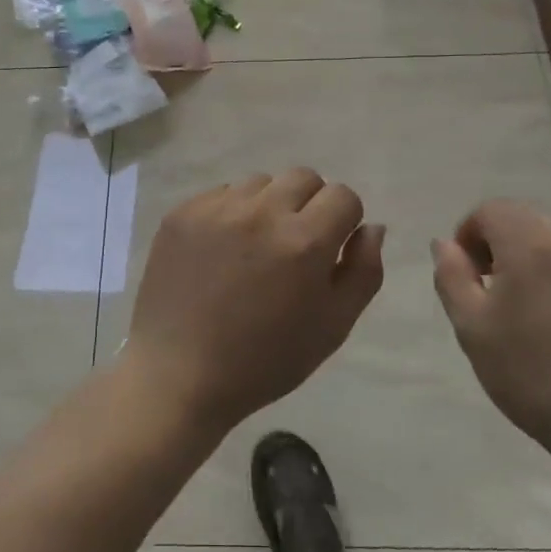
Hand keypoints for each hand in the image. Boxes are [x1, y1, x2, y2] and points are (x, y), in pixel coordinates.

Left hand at [125, 169, 385, 434]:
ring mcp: (217, 208)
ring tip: (254, 248)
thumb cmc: (264, 360)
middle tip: (294, 246)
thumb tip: (372, 227)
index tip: (331, 249)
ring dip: (268, 205)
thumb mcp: (332, 328)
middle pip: (303, 177)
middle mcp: (261, 211)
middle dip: (310, 205)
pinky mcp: (183, 212)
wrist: (179, 374)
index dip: (344, 221)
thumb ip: (363, 272)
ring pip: (261, 182)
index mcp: (304, 241)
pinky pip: (221, 194)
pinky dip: (231, 213)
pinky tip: (220, 251)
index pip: (343, 196)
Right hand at [431, 201, 550, 481]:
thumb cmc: (537, 382)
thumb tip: (446, 243)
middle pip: (532, 223)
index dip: (472, 235)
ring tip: (550, 316)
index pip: (492, 210)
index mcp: (534, 244)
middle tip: (506, 297)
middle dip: (510, 248)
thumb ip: (451, 276)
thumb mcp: (473, 330)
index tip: (472, 275)